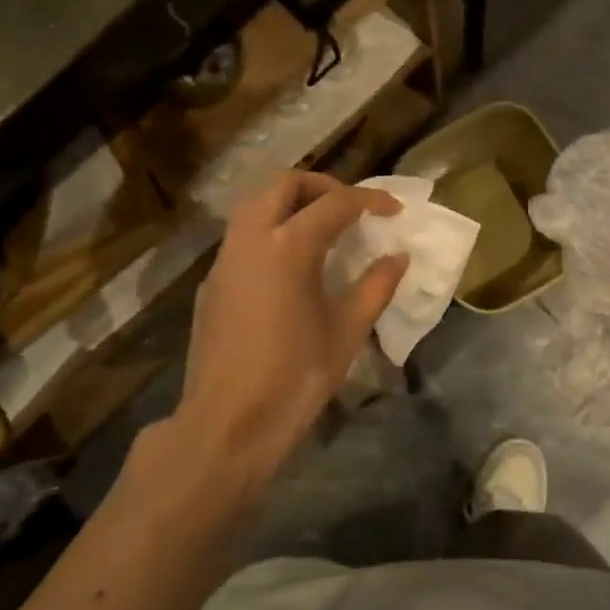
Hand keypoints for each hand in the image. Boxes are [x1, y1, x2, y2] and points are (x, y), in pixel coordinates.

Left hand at [161, 171, 405, 501]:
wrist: (227, 424)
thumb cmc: (295, 378)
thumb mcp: (347, 331)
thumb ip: (376, 286)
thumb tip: (398, 257)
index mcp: (288, 246)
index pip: (336, 203)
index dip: (370, 200)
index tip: (395, 210)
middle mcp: (250, 239)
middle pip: (284, 184)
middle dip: (323, 186)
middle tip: (352, 209)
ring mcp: (224, 260)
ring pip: (255, 205)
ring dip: (291, 204)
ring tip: (324, 230)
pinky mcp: (212, 283)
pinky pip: (242, 236)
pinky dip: (270, 230)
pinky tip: (291, 266)